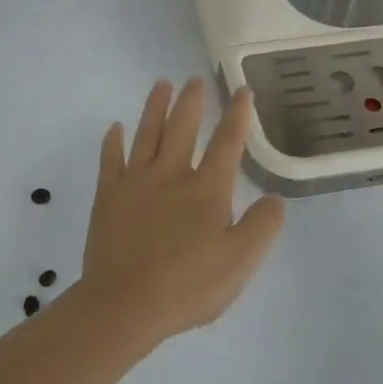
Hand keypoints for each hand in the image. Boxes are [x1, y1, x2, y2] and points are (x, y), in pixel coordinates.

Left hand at [79, 79, 285, 343]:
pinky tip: (115, 128)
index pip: (227, 144)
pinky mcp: (108, 195)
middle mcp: (171, 175)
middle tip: (194, 80)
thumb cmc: (187, 286)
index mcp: (206, 190)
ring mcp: (136, 182)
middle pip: (183, 129)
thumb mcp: (239, 263)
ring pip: (147, 134)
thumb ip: (261, 227)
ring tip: (161, 84)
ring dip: (155, 108)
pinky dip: (113, 141)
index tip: (242, 92)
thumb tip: (274, 199)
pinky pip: (110, 159)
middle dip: (191, 102)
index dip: (237, 116)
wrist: (124, 303)